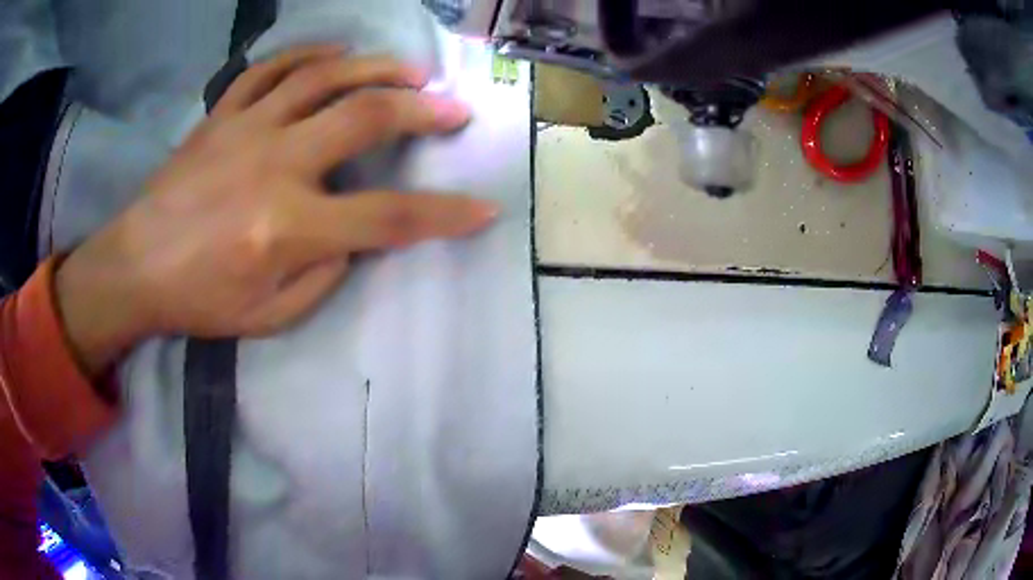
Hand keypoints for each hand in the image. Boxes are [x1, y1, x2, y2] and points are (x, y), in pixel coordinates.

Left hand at [55, 45, 497, 374]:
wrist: (134, 267)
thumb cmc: (198, 300)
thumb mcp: (269, 317)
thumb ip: (324, 277)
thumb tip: (353, 238)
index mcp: (287, 227)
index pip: (387, 217)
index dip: (444, 214)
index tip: (484, 208)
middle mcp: (274, 164)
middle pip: (364, 118)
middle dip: (422, 112)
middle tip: (454, 109)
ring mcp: (245, 129)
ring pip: (323, 77)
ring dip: (376, 68)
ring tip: (410, 70)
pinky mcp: (222, 115)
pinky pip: (269, 70)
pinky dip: (308, 55)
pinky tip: (335, 54)